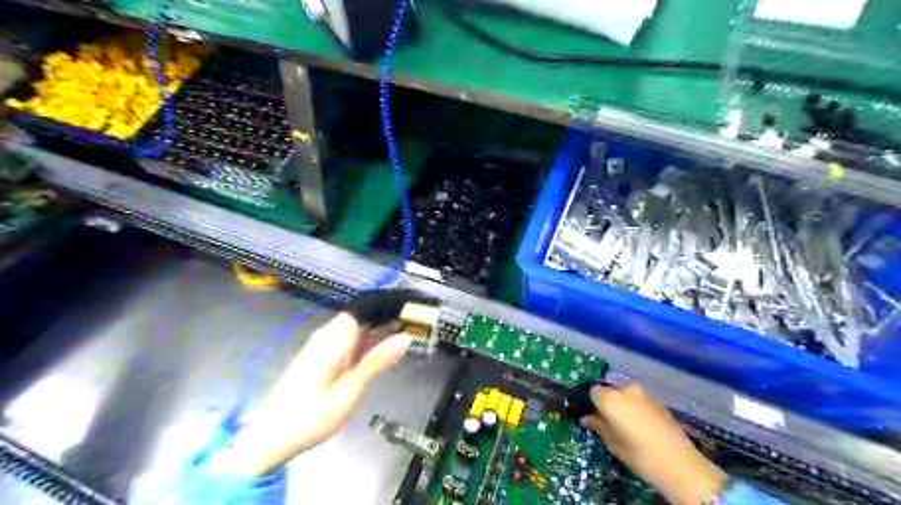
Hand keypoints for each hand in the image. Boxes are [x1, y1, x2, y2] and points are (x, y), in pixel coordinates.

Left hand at [230, 313, 409, 474]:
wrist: (270, 436)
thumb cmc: (312, 416)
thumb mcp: (351, 389)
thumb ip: (378, 360)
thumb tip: (406, 338)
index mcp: (335, 337)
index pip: (367, 307)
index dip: (391, 305)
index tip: (414, 309)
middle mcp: (328, 334)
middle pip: (363, 315)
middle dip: (389, 317)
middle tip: (416, 324)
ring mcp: (324, 344)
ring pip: (358, 327)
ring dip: (381, 330)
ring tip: (407, 335)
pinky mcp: (323, 355)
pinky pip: (351, 340)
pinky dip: (369, 342)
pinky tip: (384, 350)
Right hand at [581, 384, 726, 502]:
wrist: (680, 464)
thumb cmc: (639, 456)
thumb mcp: (613, 444)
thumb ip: (598, 426)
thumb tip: (586, 418)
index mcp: (610, 398)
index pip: (593, 391)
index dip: (592, 404)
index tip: (593, 417)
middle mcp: (625, 390)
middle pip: (610, 391)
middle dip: (608, 403)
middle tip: (609, 422)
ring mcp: (643, 394)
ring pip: (625, 394)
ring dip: (623, 405)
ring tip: (626, 425)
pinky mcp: (658, 401)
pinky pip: (639, 401)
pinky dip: (636, 408)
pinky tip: (641, 426)